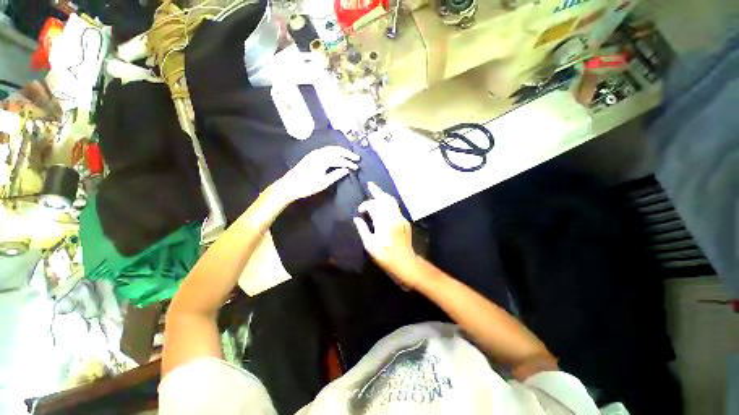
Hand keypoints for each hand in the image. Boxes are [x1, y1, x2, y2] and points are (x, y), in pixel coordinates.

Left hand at [275, 146, 359, 202]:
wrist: (290, 185)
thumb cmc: (307, 186)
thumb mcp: (323, 183)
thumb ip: (336, 175)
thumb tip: (346, 170)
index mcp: (322, 160)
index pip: (339, 159)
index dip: (349, 163)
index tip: (357, 167)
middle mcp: (319, 154)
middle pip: (336, 150)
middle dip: (347, 153)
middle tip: (357, 158)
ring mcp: (314, 153)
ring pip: (331, 148)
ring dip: (341, 151)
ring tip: (350, 155)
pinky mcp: (312, 155)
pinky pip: (326, 150)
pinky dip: (334, 151)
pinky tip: (338, 155)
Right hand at [353, 182, 419, 287]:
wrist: (405, 262)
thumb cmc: (385, 256)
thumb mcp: (370, 244)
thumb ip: (362, 229)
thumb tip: (356, 218)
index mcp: (384, 221)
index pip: (373, 206)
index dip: (365, 206)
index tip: (360, 212)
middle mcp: (393, 216)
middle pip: (385, 199)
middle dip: (377, 191)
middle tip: (370, 184)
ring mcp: (401, 218)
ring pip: (392, 201)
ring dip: (383, 195)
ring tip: (376, 190)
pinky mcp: (404, 221)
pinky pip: (395, 208)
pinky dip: (388, 203)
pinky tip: (383, 205)